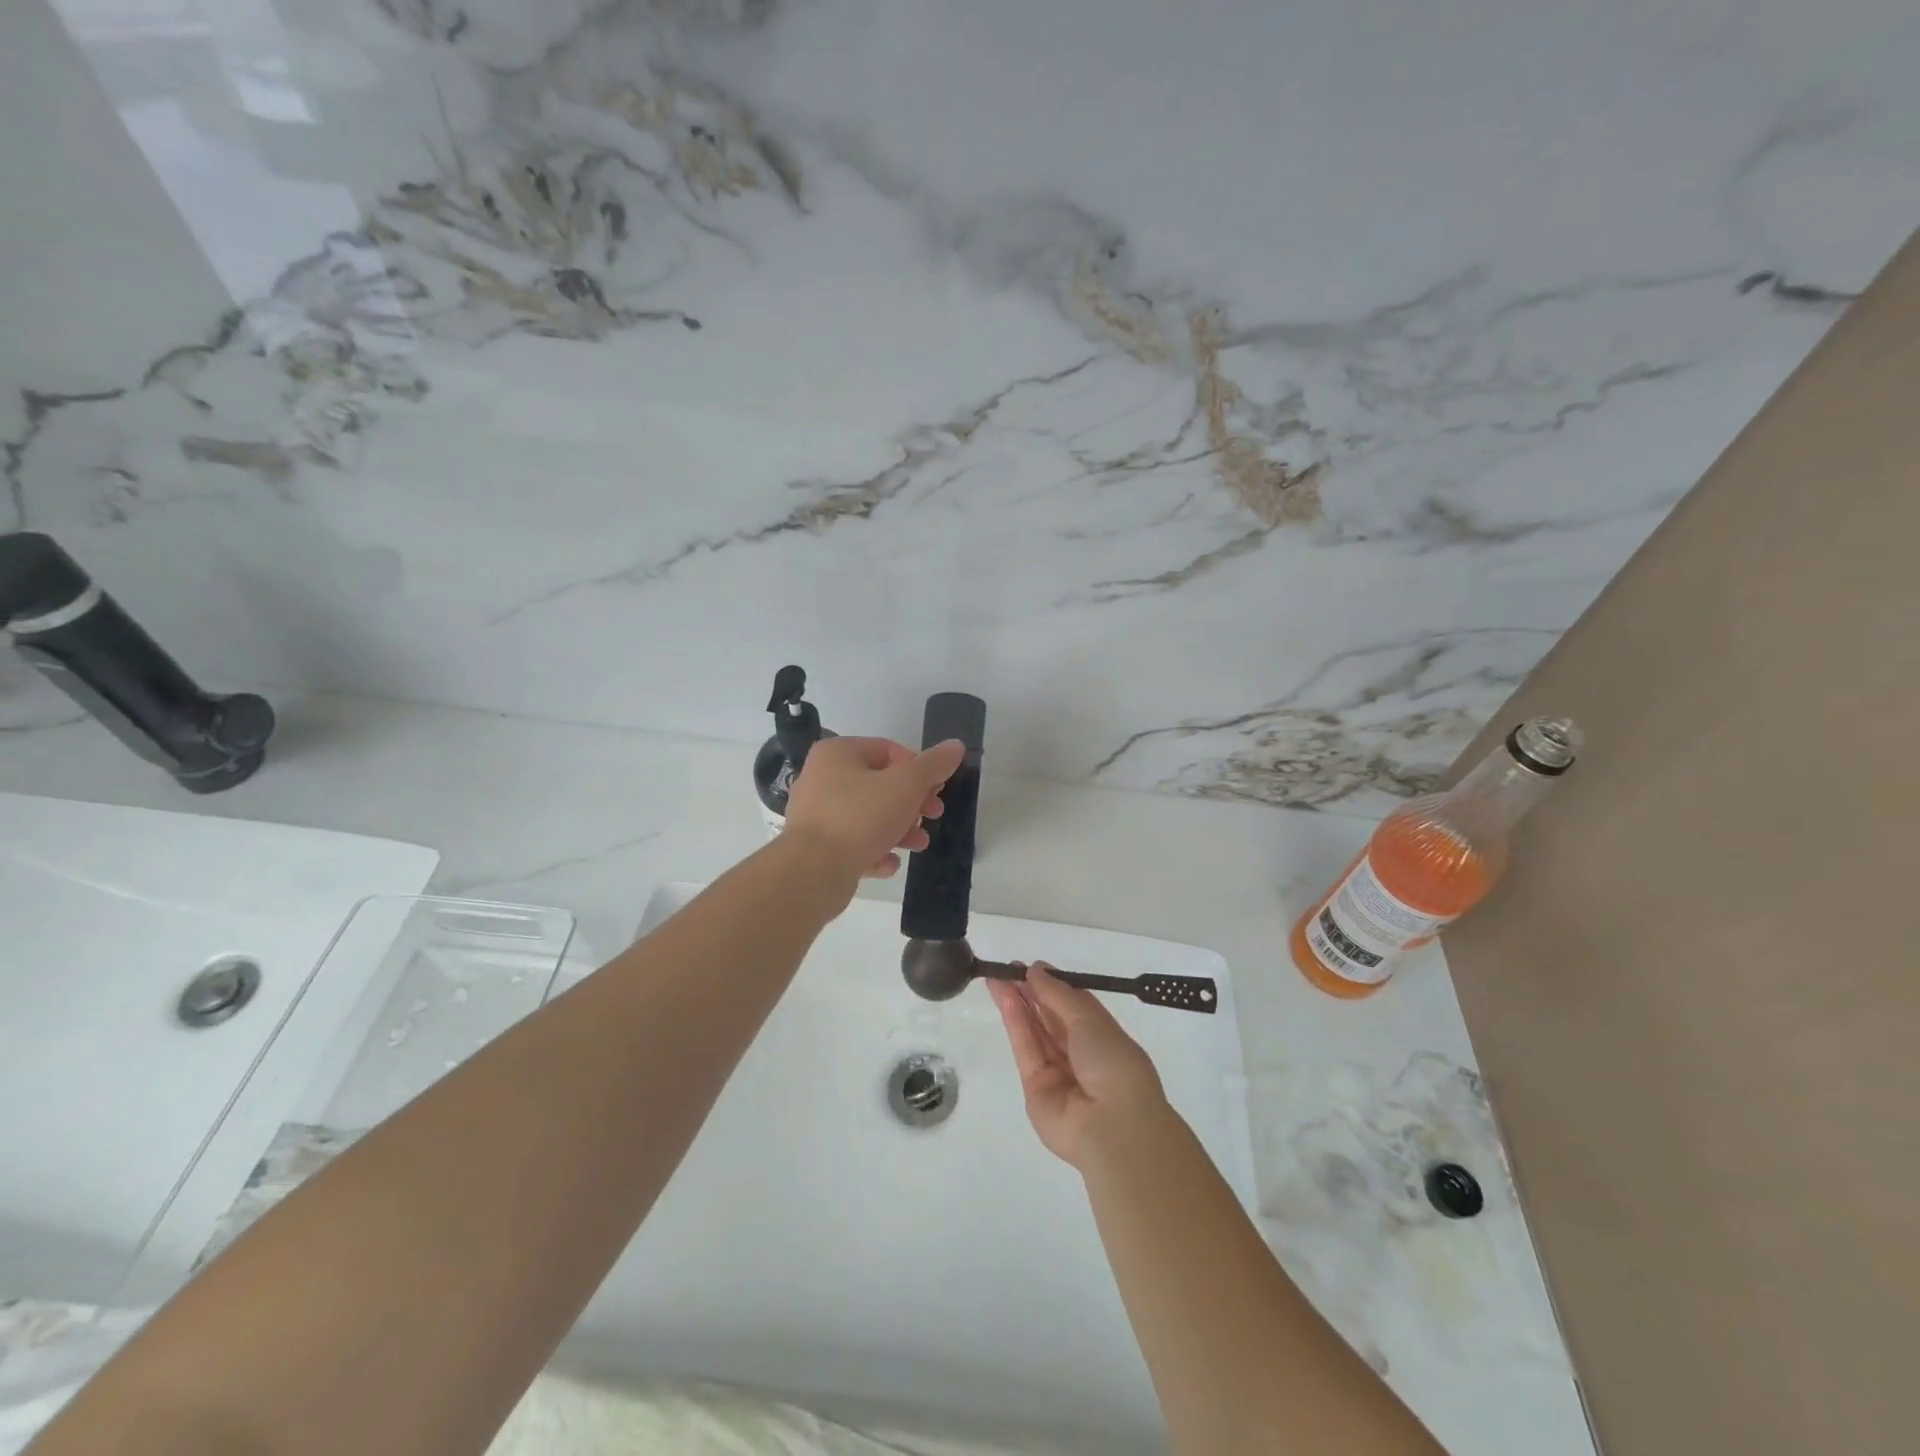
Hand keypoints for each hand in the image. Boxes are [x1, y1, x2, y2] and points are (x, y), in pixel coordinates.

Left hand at [783, 735, 966, 880]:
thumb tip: (956, 746)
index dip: (918, 768)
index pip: (887, 750)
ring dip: (898, 829)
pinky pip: (853, 843)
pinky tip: (889, 864)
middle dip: (911, 802)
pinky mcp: (816, 847)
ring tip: (919, 844)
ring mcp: (816, 814)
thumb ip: (933, 765)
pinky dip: (874, 851)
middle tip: (933, 815)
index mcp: (837, 753)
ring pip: (868, 816)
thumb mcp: (907, 785)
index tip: (936, 790)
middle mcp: (821, 778)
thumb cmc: (861, 816)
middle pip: (879, 784)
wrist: (813, 871)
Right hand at [989, 964, 1170, 1169]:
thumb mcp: (1090, 1019)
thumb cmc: (1113, 1063)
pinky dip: (1015, 1023)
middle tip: (1008, 968)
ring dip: (1017, 1003)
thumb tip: (1036, 970)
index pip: (1073, 1006)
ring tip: (997, 977)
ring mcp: (1057, 1072)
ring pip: (1034, 1032)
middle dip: (1030, 992)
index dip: (1052, 986)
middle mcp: (1080, 1054)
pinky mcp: (1035, 1088)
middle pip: (1050, 1018)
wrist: (1112, 1125)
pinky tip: (1004, 998)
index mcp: (1103, 1037)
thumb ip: (1058, 994)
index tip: (1031, 967)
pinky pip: (1025, 1050)